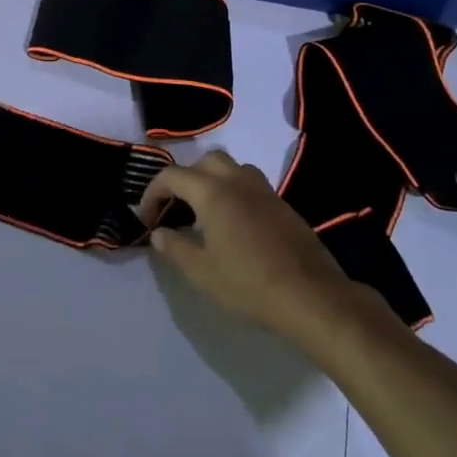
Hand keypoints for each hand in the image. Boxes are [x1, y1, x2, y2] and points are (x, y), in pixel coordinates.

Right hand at [136, 150, 358, 346]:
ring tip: (203, 213)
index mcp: (213, 192)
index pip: (172, 175)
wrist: (310, 295)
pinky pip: (250, 184)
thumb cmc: (248, 284)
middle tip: (176, 209)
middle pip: (205, 161)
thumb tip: (159, 232)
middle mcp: (238, 180)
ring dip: (212, 180)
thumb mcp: (201, 271)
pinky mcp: (282, 204)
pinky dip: (233, 192)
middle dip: (184, 178)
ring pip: (232, 168)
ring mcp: (264, 190)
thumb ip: (175, 247)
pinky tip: (233, 225)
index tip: (147, 219)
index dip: (152, 193)